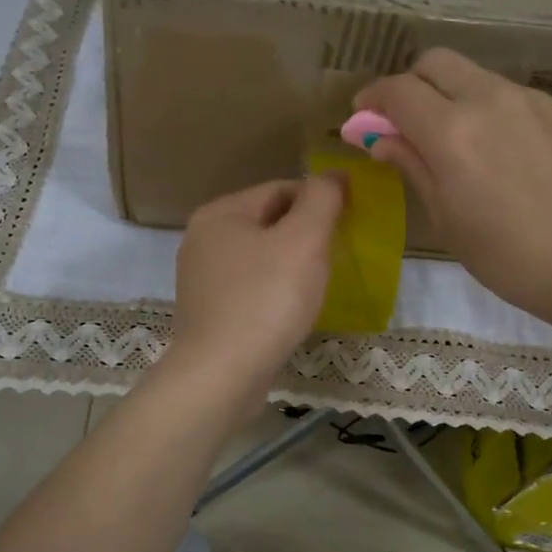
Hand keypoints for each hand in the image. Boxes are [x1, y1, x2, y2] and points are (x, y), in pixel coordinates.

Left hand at [167, 175, 344, 398]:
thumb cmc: (266, 299)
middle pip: (268, 221)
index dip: (319, 200)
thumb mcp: (303, 240)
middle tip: (338, 254)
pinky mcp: (208, 312)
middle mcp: (203, 239)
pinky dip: (274, 291)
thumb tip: (334, 176)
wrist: (221, 375)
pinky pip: (251, 288)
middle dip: (305, 233)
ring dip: (291, 264)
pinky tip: (292, 310)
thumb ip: (322, 200)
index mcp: (220, 213)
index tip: (350, 221)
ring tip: (319, 283)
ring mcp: (201, 278)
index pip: (280, 188)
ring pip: (260, 257)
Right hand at [355, 49, 551, 327]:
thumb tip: (381, 138)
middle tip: (404, 122)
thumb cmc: (511, 257)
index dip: (372, 99)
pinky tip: (498, 151)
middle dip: (410, 84)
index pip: (397, 90)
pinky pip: (507, 94)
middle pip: (435, 62)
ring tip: (454, 141)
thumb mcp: (448, 220)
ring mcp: (528, 100)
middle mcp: (487, 100)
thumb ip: (413, 167)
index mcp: (451, 132)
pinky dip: (485, 108)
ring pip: (473, 75)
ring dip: (449, 94)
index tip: (362, 119)